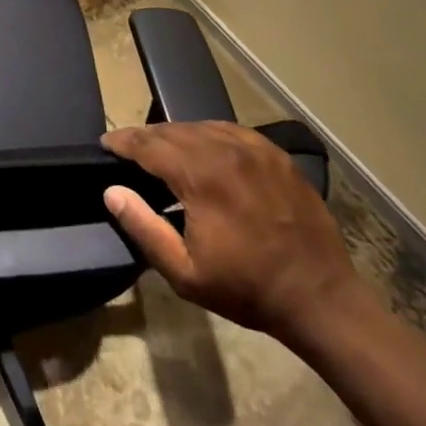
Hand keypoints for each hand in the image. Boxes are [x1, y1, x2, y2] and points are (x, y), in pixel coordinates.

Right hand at [101, 121, 358, 341]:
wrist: (320, 298)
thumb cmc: (247, 289)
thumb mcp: (185, 272)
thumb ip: (143, 227)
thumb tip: (111, 191)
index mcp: (201, 177)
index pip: (149, 145)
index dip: (123, 142)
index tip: (105, 143)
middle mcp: (225, 151)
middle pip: (173, 131)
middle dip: (146, 137)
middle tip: (128, 147)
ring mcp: (255, 149)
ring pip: (201, 127)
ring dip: (175, 134)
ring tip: (160, 147)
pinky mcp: (275, 155)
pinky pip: (230, 131)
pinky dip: (207, 133)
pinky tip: (202, 146)